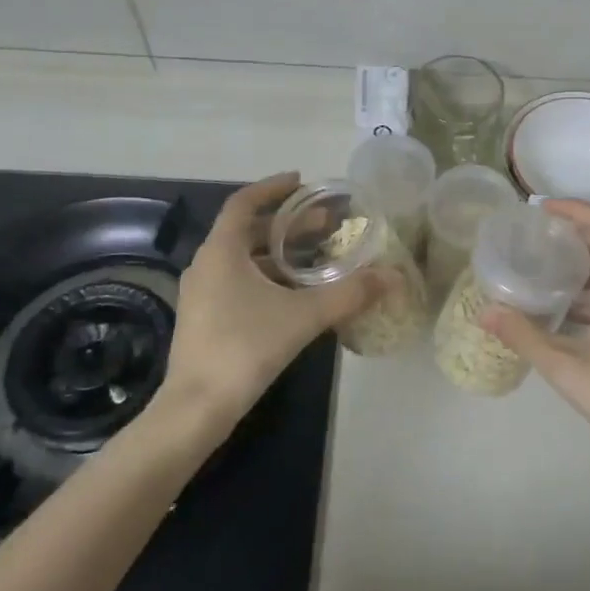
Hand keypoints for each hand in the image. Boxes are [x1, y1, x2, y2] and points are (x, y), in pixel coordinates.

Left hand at [162, 173, 391, 425]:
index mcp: (221, 251)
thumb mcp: (303, 316)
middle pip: (247, 231)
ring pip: (243, 259)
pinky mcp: (205, 318)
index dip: (272, 188)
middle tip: (324, 224)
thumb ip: (349, 294)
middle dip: (286, 225)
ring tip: (315, 257)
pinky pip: (238, 281)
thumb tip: (392, 277)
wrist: (197, 408)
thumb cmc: (245, 348)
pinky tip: (294, 294)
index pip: (244, 202)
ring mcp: (202, 293)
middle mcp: (207, 265)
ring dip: (278, 253)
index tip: (302, 182)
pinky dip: (266, 276)